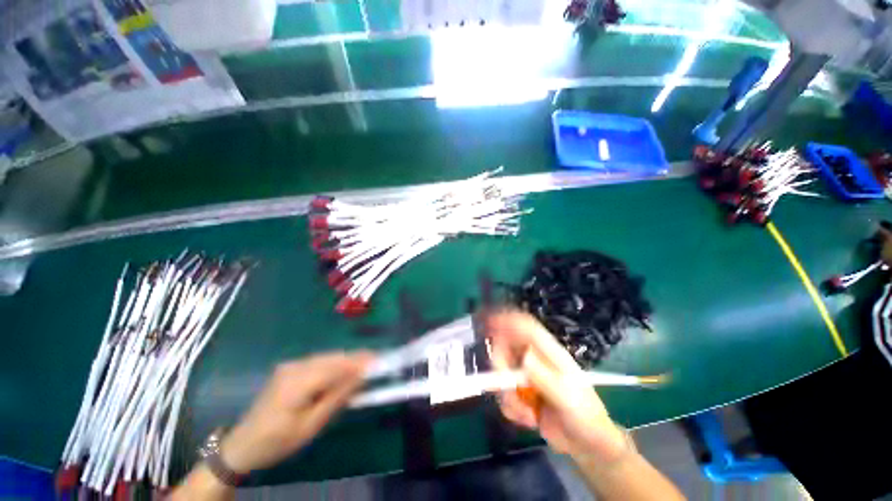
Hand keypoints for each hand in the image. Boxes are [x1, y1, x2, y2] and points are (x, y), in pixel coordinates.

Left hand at [220, 352, 373, 472]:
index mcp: (297, 382)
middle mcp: (294, 367)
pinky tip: (343, 370)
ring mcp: (291, 365)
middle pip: (332, 357)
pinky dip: (334, 364)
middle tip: (375, 362)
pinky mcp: (290, 368)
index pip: (336, 366)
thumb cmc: (278, 441)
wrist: (243, 444)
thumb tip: (360, 377)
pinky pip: (318, 361)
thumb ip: (337, 397)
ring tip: (364, 365)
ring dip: (346, 360)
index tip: (378, 359)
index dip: (358, 361)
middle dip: (355, 358)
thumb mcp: (311, 426)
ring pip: (327, 357)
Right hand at [486, 311, 628, 461]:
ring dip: (508, 397)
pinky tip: (529, 420)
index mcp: (549, 352)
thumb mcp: (567, 397)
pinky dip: (511, 408)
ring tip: (527, 414)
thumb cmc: (584, 416)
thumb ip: (545, 377)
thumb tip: (524, 357)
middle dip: (501, 369)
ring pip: (501, 374)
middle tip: (507, 389)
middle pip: (505, 349)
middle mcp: (534, 359)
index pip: (526, 327)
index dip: (507, 320)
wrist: (587, 445)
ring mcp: (526, 377)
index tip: (489, 323)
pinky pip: (503, 394)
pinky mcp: (520, 393)